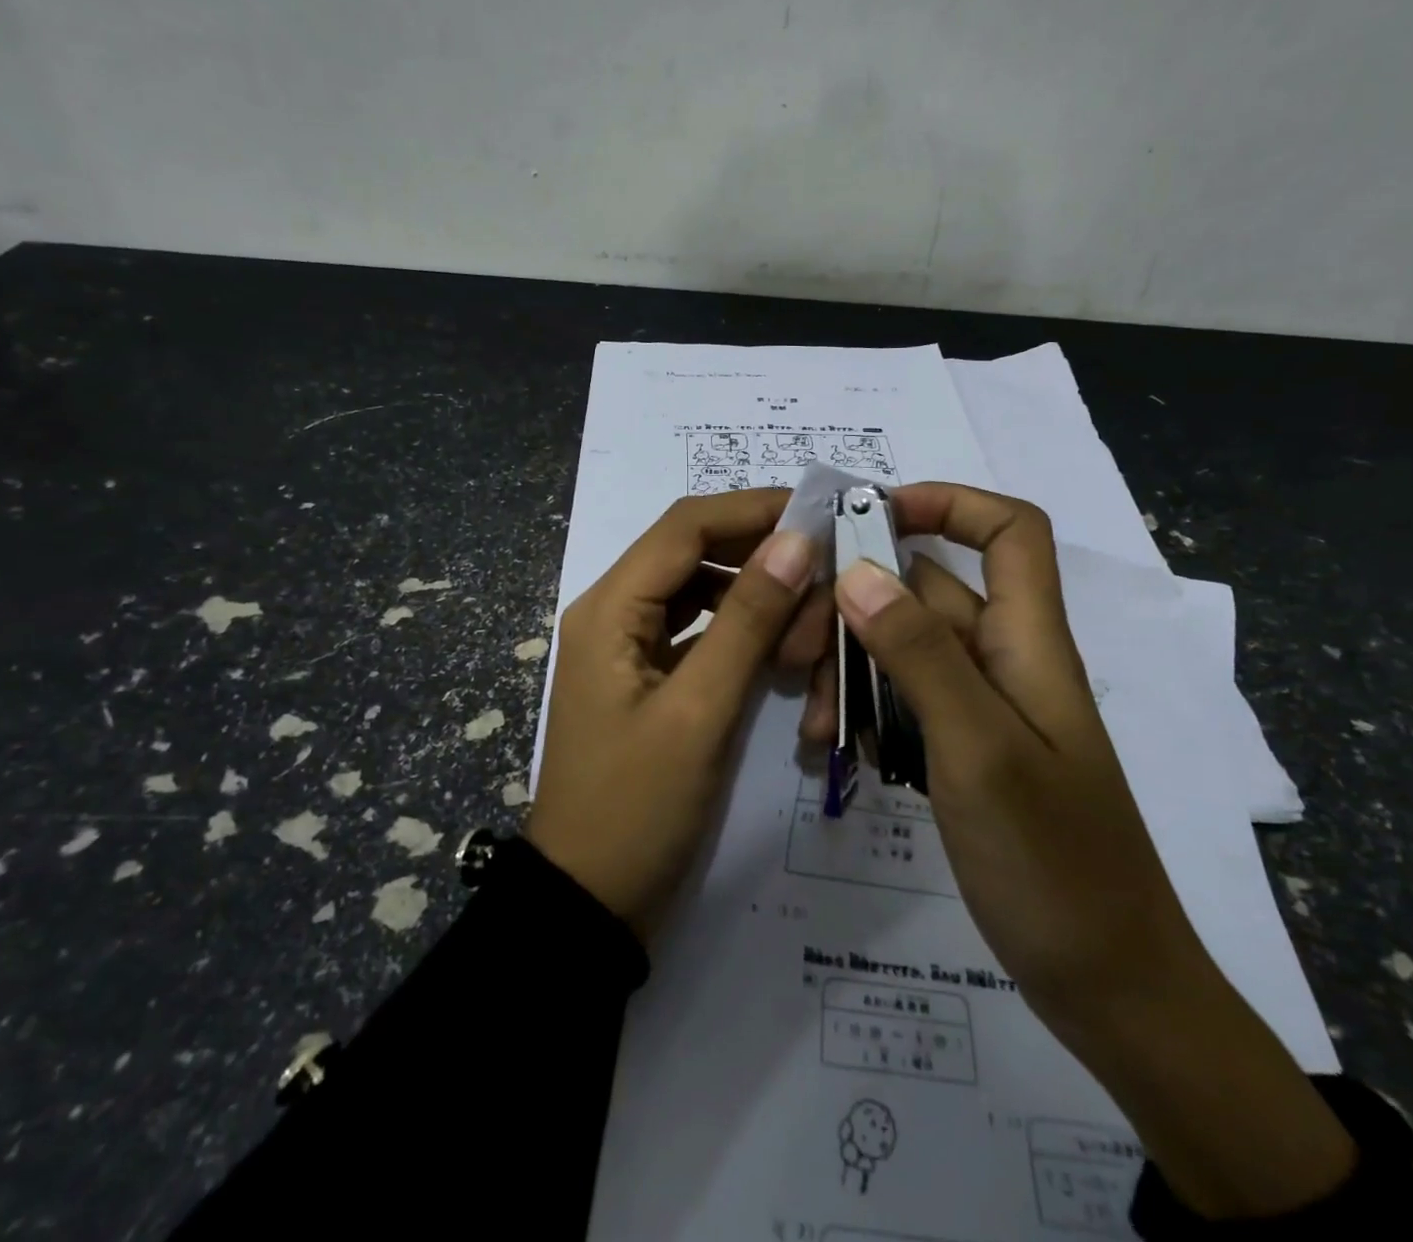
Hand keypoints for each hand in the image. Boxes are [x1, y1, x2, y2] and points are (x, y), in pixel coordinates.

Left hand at [528, 490, 818, 942]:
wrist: (588, 903)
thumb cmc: (637, 809)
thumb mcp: (699, 711)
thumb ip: (748, 620)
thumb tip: (795, 540)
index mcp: (610, 608)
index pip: (685, 527)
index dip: (752, 509)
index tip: (819, 512)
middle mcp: (614, 612)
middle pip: (694, 554)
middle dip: (760, 559)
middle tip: (823, 581)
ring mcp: (628, 647)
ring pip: (701, 593)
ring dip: (755, 600)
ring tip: (806, 628)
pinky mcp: (647, 678)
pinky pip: (700, 634)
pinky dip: (741, 634)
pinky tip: (780, 654)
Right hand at [832, 483, 1356, 1219]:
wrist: (1110, 988)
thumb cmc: (1054, 864)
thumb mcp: (979, 750)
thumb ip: (919, 655)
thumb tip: (858, 569)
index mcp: (1028, 642)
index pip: (1009, 531)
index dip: (949, 503)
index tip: (871, 516)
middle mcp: (1005, 661)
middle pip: (927, 593)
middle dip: (857, 607)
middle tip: (794, 651)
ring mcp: (983, 709)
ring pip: (904, 651)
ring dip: (850, 670)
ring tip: (815, 727)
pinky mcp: (963, 751)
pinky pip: (903, 703)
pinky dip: (864, 713)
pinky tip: (834, 751)